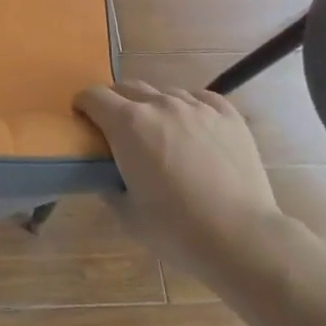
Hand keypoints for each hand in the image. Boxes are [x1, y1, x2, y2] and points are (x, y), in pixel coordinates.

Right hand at [75, 82, 285, 285]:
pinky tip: (192, 129)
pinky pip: (198, 97)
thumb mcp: (127, 214)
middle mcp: (160, 104)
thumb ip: (109, 185)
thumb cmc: (177, 230)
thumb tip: (106, 174)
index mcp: (128, 124)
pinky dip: (188, 107)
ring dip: (152, 106)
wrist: (242, 238)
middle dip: (114, 103)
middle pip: (126, 87)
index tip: (84, 120)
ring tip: (160, 133)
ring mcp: (196, 106)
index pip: (93, 96)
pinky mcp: (227, 114)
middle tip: (118, 130)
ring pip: (163, 92)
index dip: (83, 105)